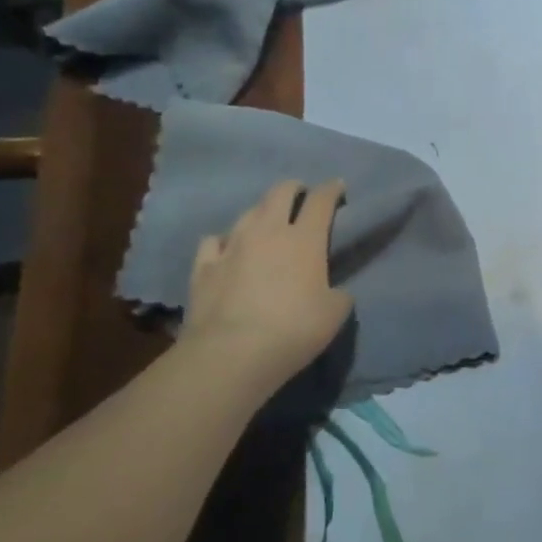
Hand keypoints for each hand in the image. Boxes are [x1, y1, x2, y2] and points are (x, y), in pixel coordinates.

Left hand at [178, 180, 353, 385]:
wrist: (231, 353)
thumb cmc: (294, 330)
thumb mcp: (335, 313)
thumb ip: (338, 293)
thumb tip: (334, 291)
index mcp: (305, 239)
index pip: (321, 200)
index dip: (332, 189)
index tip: (338, 187)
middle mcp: (267, 232)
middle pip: (280, 192)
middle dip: (294, 189)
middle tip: (301, 196)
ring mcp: (231, 246)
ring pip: (247, 213)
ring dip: (261, 213)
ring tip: (267, 223)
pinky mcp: (203, 266)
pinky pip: (214, 241)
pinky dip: (224, 241)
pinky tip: (227, 250)